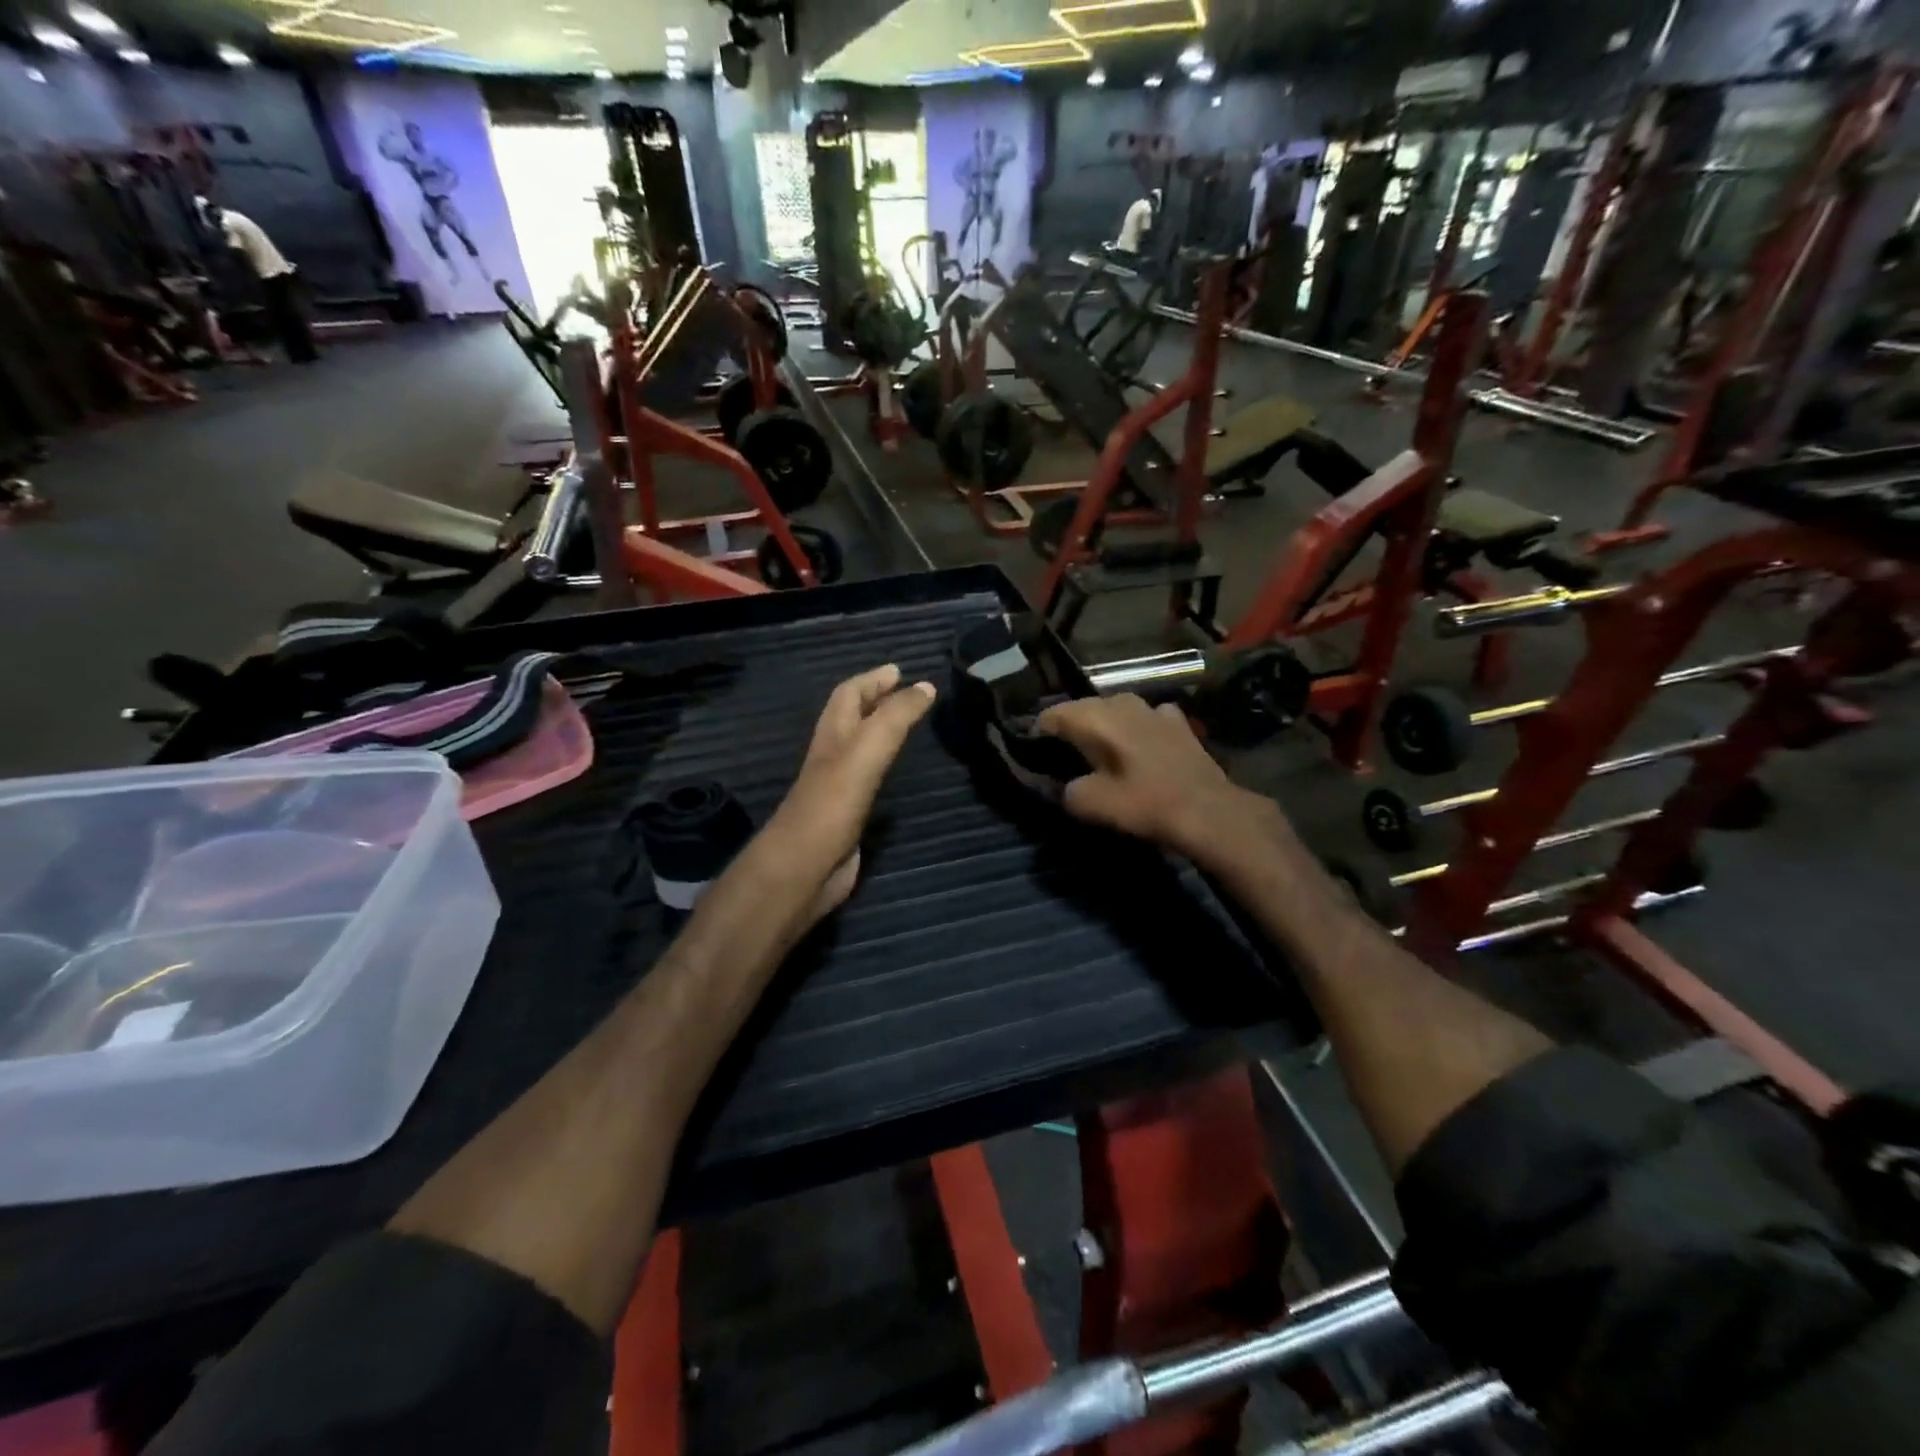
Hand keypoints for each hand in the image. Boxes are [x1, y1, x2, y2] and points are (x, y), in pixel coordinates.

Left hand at [758, 664, 936, 921]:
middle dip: (875, 700)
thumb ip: (895, 717)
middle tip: (906, 692)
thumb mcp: (866, 750)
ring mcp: (838, 787)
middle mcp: (832, 756)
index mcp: (832, 735)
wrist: (804, 868)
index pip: (849, 694)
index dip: (872, 679)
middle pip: (851, 718)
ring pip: (858, 748)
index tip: (899, 670)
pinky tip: (897, 774)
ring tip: (907, 725)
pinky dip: (882, 767)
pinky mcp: (847, 816)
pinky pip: (867, 779)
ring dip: (879, 731)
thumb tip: (925, 686)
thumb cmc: (832, 803)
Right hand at [1036, 694, 1262, 860]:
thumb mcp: (1092, 804)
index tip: (1032, 752)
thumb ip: (1068, 791)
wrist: (1208, 810)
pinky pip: (1145, 719)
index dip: (1038, 733)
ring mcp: (1154, 708)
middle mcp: (1122, 702)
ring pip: (1115, 711)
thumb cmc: (1146, 804)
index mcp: (1096, 717)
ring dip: (1104, 727)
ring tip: (1097, 751)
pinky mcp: (1178, 722)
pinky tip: (1138, 747)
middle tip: (1061, 754)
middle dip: (1070, 728)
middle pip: (1084, 709)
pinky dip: (1136, 729)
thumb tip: (1068, 786)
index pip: (1053, 715)